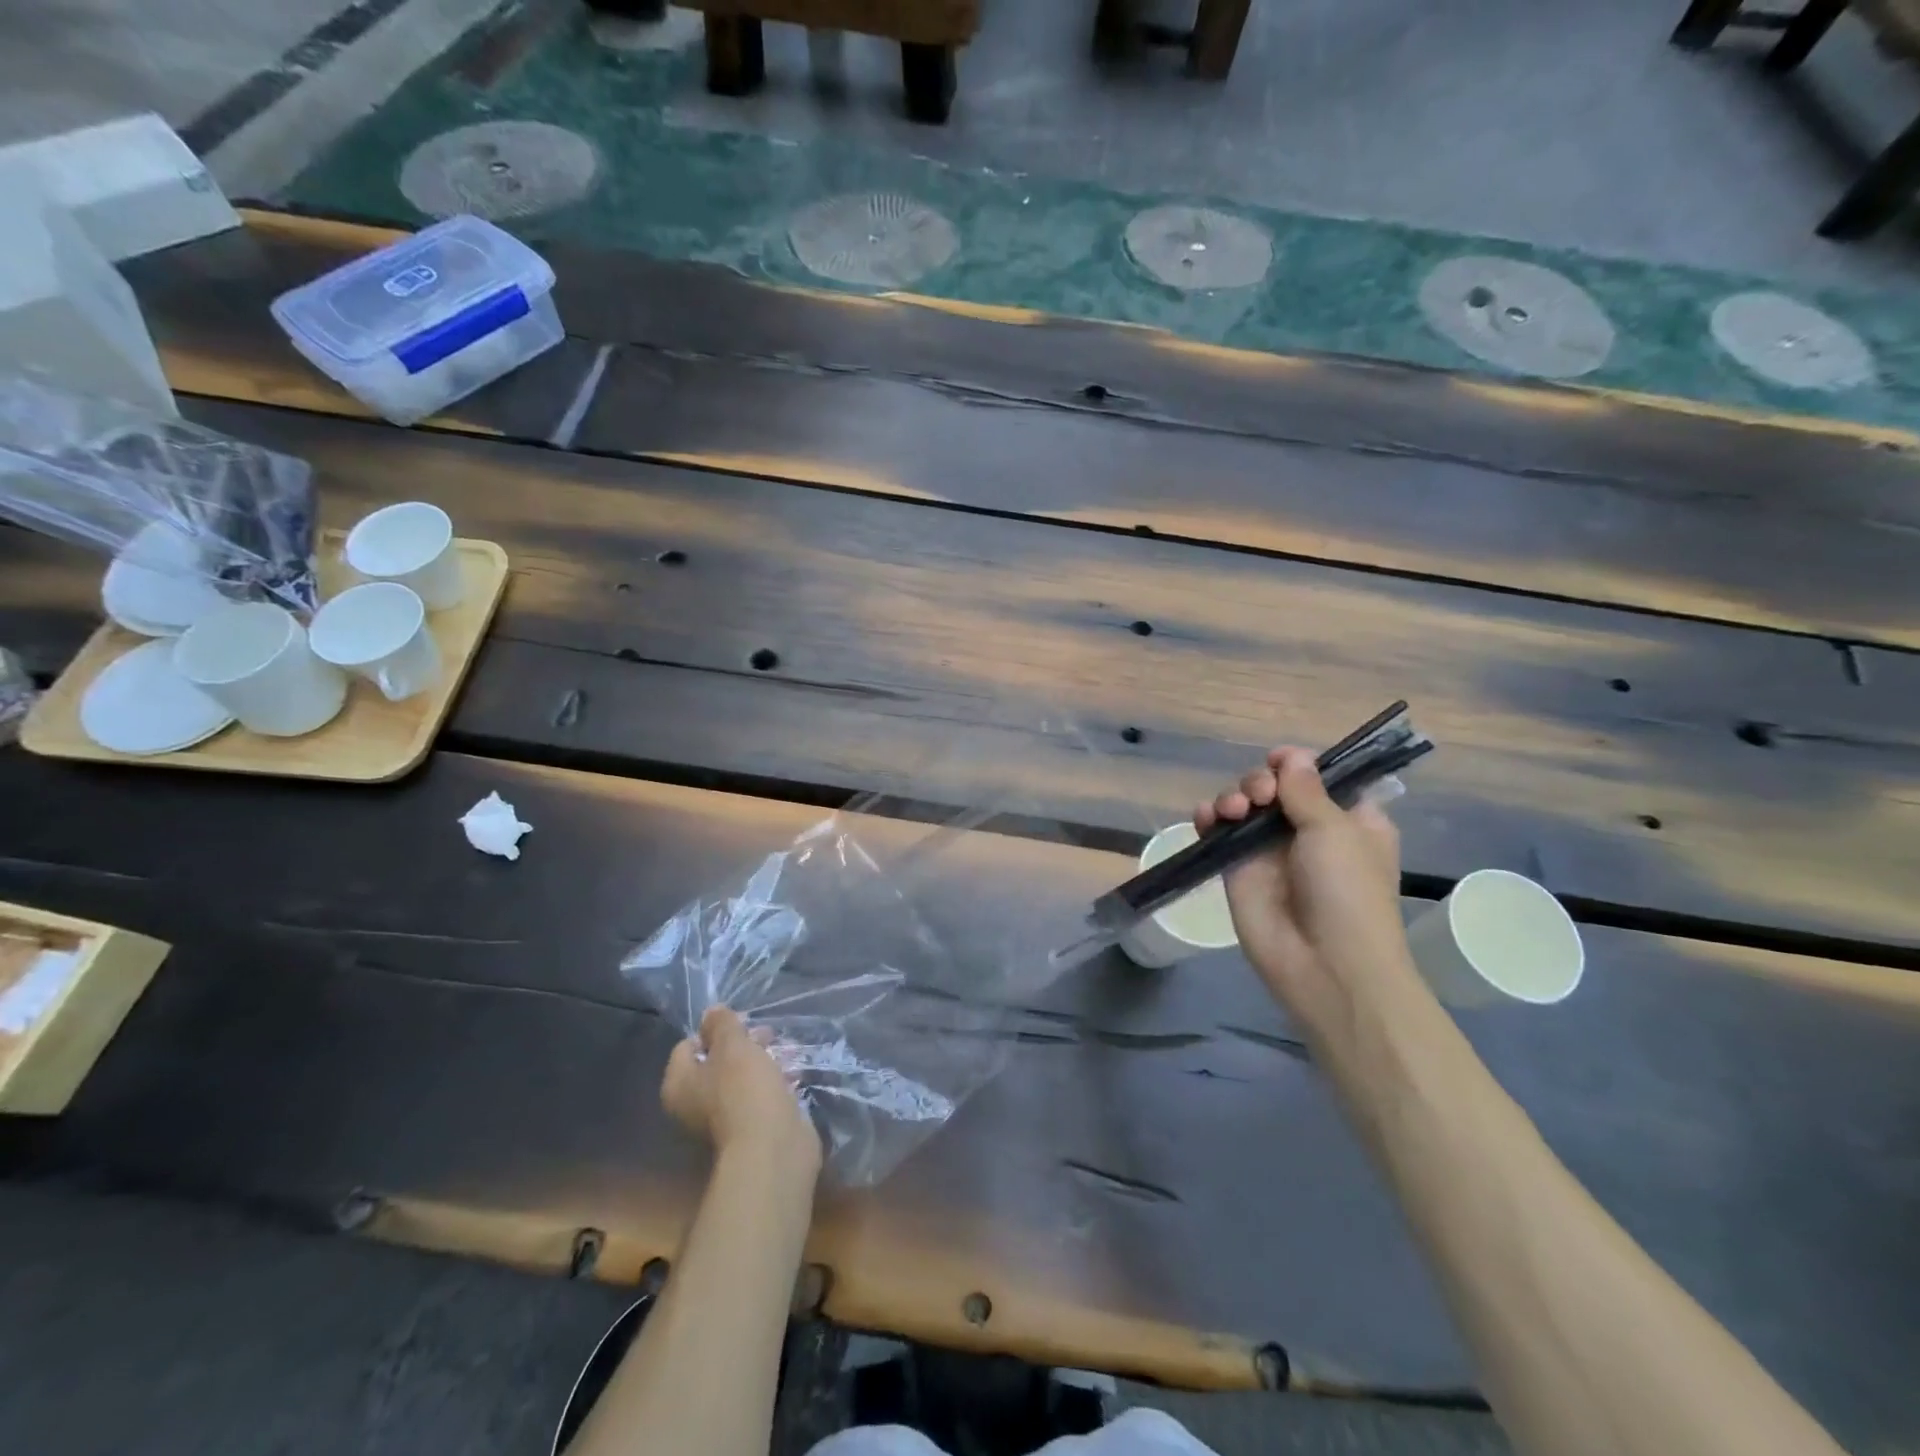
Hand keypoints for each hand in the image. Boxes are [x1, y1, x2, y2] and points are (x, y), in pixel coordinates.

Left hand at [663, 1007, 821, 1180]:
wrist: (772, 1147)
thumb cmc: (744, 1089)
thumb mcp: (733, 1045)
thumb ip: (721, 1025)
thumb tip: (711, 1012)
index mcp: (679, 1085)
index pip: (687, 1046)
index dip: (713, 1030)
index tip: (740, 1023)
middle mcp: (694, 1105)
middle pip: (716, 1062)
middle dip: (743, 1044)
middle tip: (768, 1034)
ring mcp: (723, 1119)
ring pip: (740, 1078)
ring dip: (762, 1061)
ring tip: (788, 1049)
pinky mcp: (751, 1127)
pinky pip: (759, 1096)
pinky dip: (774, 1082)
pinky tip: (794, 1073)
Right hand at [1195, 746, 1417, 1064]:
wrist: (1324, 965)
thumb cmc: (1347, 893)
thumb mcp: (1336, 831)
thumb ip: (1306, 789)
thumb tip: (1291, 755)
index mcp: (1347, 819)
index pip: (1318, 776)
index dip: (1297, 764)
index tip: (1283, 763)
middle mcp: (1307, 830)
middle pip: (1274, 785)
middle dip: (1261, 780)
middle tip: (1262, 797)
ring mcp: (1269, 850)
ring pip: (1243, 804)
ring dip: (1234, 796)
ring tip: (1234, 810)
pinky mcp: (1237, 868)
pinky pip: (1217, 832)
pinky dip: (1208, 817)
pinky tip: (1207, 817)